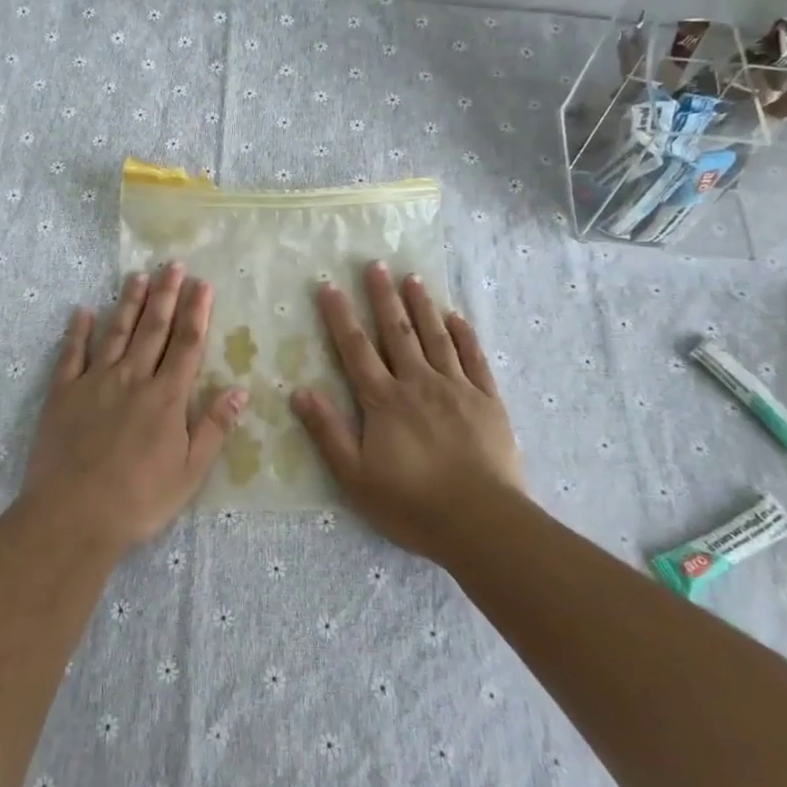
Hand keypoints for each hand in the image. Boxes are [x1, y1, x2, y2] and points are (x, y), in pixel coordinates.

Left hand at [25, 263, 247, 556]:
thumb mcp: (191, 471)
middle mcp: (132, 378)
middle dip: (165, 294)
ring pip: (115, 332)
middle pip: (152, 328)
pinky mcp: (62, 393)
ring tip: (138, 276)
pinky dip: (77, 332)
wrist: (73, 515)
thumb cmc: (140, 499)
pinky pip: (71, 354)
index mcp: (166, 396)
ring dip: (129, 303)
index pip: (186, 344)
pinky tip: (83, 312)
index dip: (197, 312)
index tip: (202, 283)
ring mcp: (94, 382)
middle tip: (172, 265)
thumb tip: (240, 389)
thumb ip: (214, 426)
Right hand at [292, 262, 522, 560]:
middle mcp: (418, 383)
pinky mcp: (487, 400)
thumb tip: (299, 391)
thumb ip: (327, 431)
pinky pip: (474, 358)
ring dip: (422, 305)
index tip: (330, 286)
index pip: (356, 349)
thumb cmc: (411, 504)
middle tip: (376, 264)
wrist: (482, 522)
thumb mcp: (355, 476)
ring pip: (436, 336)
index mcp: (383, 400)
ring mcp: (456, 388)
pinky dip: (464, 334)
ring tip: (412, 278)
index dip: (341, 316)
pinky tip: (456, 316)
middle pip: (397, 332)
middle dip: (383, 297)